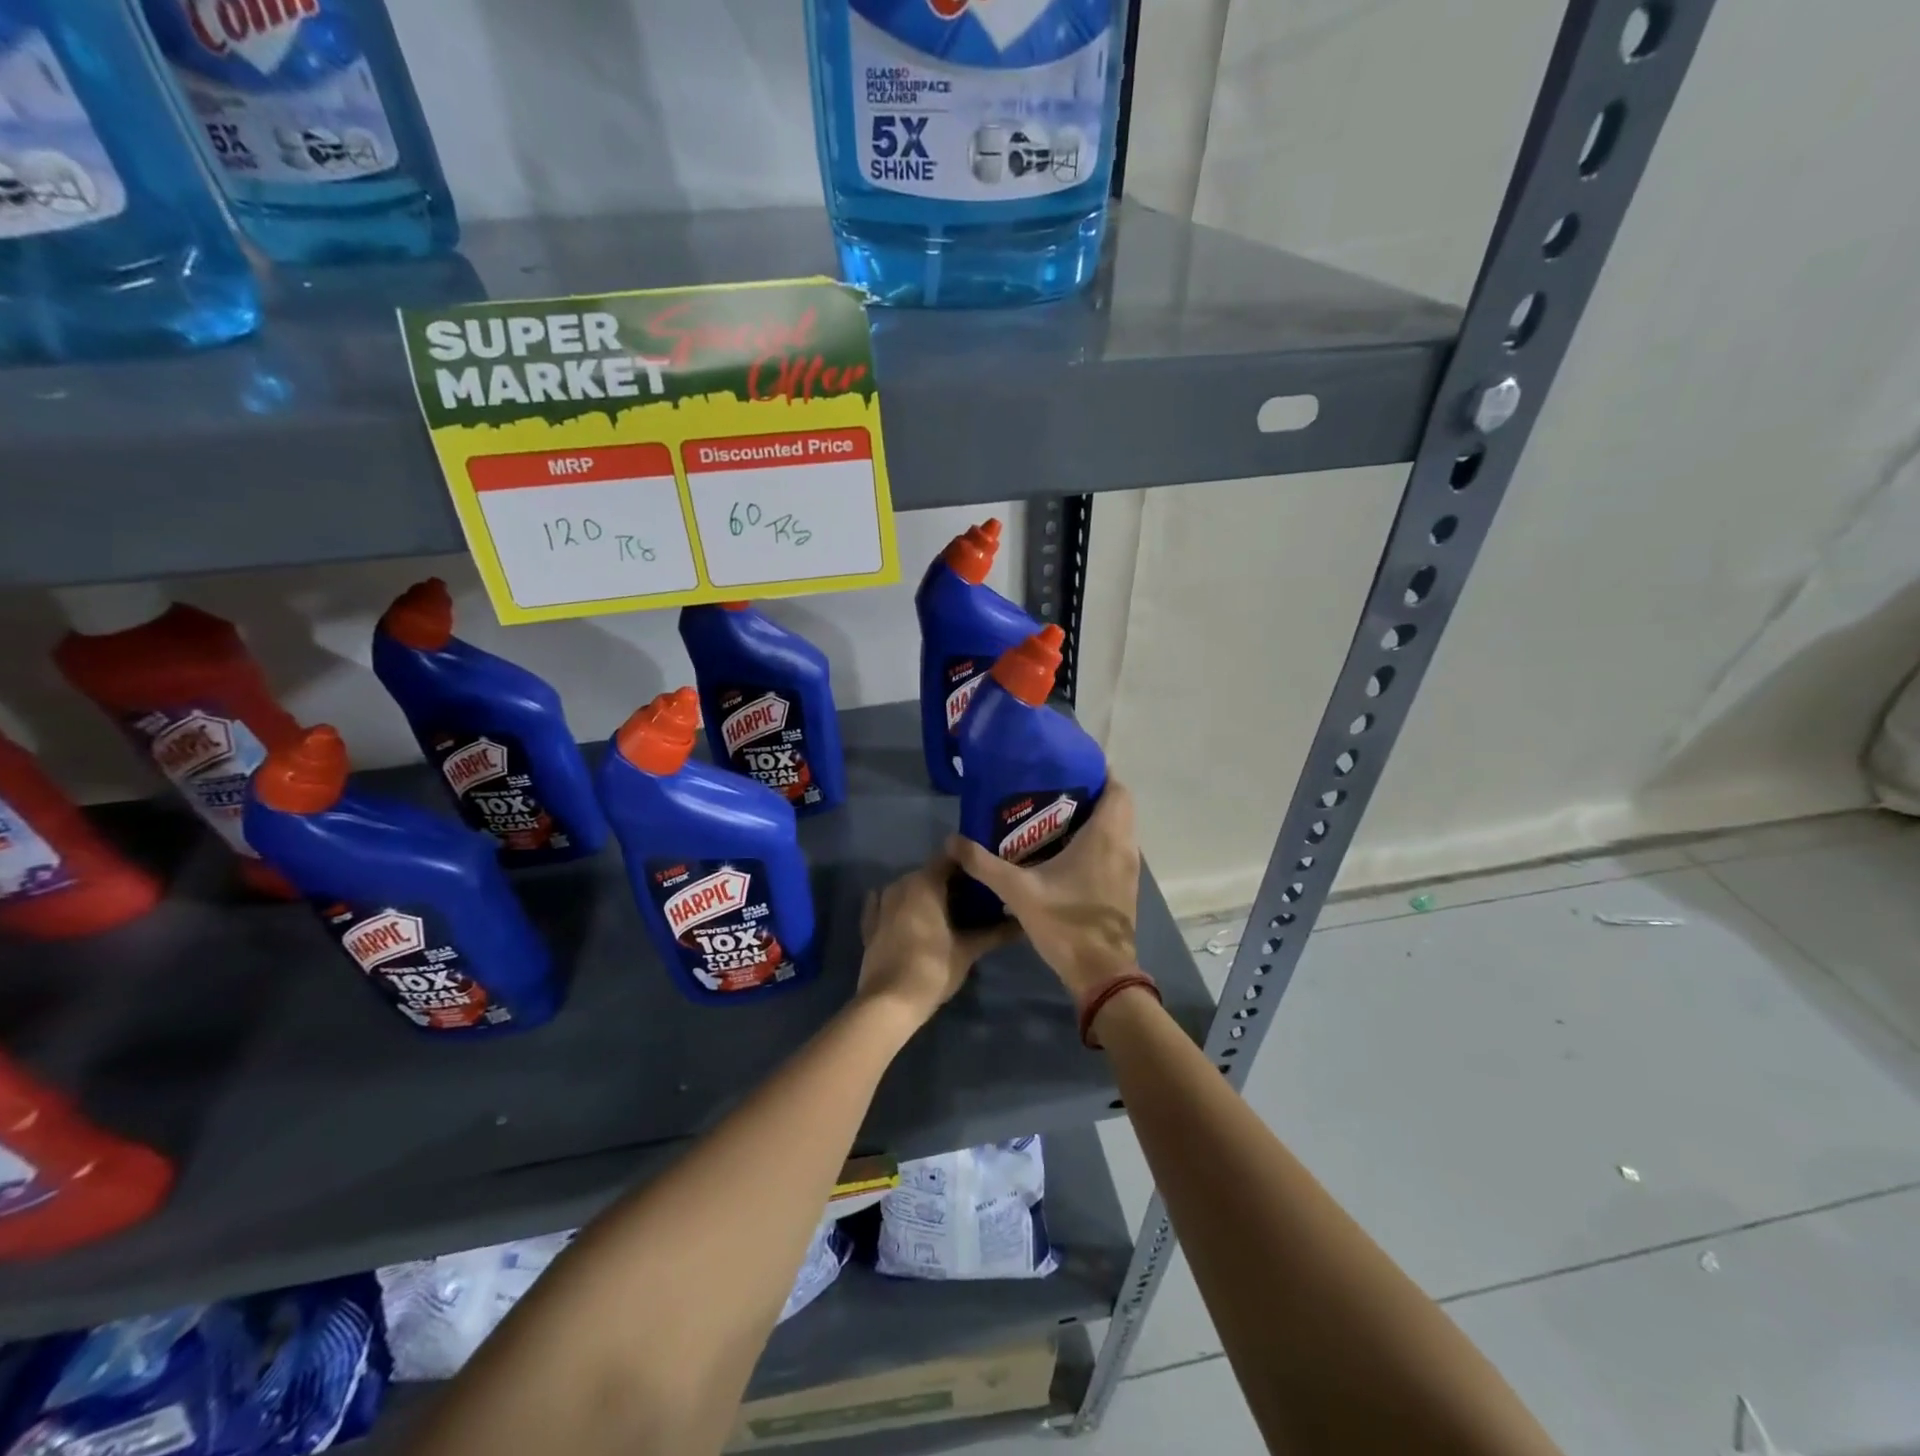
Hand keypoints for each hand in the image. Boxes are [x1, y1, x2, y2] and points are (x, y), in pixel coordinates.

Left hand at [858, 851, 1021, 1025]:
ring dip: (928, 896)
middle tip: (976, 899)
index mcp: (924, 882)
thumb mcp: (968, 950)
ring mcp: (881, 903)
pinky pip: (889, 906)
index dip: (970, 864)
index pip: (951, 858)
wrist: (889, 1002)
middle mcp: (900, 884)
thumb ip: (995, 932)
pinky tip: (914, 917)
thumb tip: (1022, 924)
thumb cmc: (932, 968)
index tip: (988, 875)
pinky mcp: (870, 924)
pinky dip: (903, 909)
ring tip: (951, 913)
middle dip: (952, 883)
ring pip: (910, 889)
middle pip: (931, 873)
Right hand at [947, 781, 1139, 1001]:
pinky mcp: (1124, 886)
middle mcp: (1124, 846)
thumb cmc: (1066, 924)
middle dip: (1091, 793)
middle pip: (1117, 806)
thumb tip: (952, 840)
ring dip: (1095, 818)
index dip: (1099, 772)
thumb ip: (984, 864)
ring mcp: (1128, 868)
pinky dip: (1097, 840)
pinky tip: (1064, 850)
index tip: (1069, 764)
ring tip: (1055, 814)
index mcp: (1105, 837)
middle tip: (1053, 788)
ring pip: (1118, 829)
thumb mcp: (1018, 891)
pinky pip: (1115, 849)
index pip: (1117, 789)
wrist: (1101, 973)